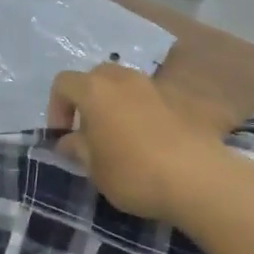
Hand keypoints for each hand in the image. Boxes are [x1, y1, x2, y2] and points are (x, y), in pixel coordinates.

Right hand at [47, 63, 241, 223]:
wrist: (197, 178)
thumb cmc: (134, 172)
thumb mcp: (95, 169)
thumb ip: (78, 149)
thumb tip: (69, 141)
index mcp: (95, 90)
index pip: (64, 83)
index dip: (56, 108)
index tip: (64, 136)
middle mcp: (123, 79)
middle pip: (96, 76)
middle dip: (87, 100)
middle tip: (89, 132)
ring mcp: (154, 86)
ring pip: (124, 84)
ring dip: (115, 104)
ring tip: (119, 137)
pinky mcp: (179, 100)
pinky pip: (149, 99)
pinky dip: (140, 112)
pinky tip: (147, 142)